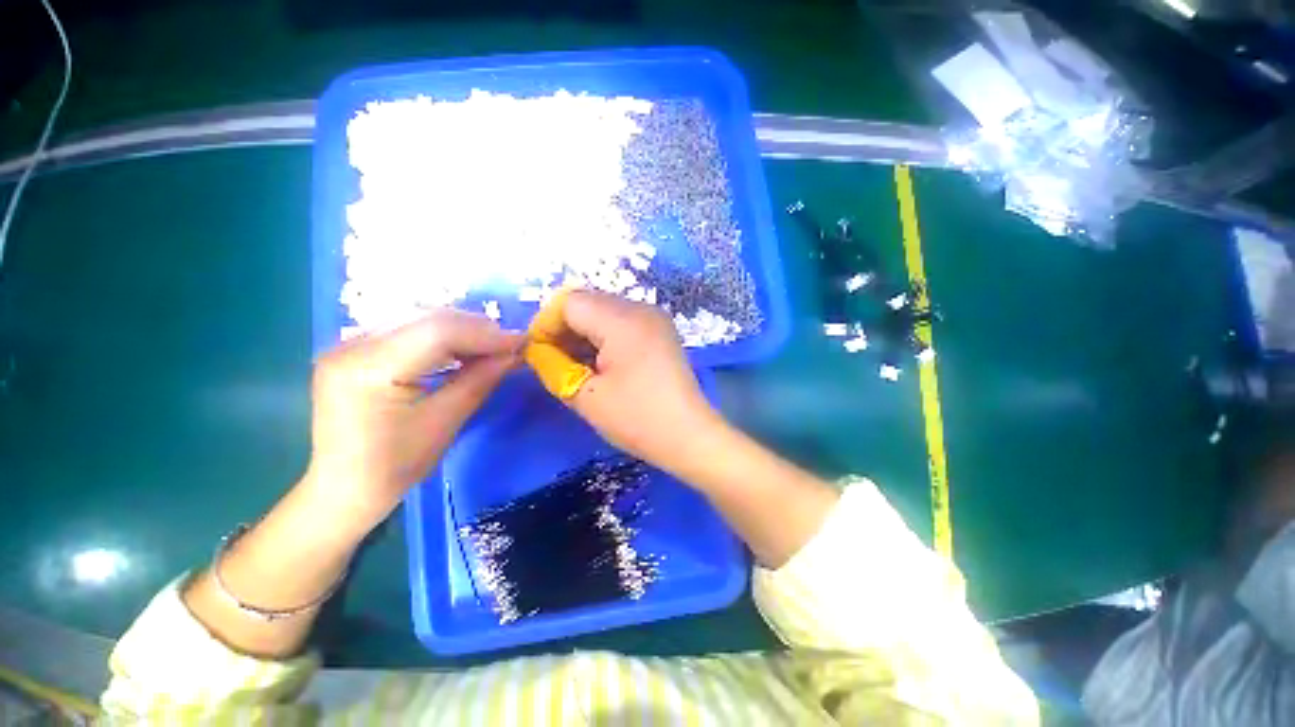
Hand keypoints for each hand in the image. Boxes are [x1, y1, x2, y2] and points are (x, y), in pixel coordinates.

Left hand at [306, 310, 521, 518]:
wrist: (342, 489)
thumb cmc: (394, 467)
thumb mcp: (444, 423)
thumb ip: (479, 380)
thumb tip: (514, 353)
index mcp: (368, 368)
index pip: (438, 331)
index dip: (485, 334)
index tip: (521, 341)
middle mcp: (352, 345)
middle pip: (429, 319)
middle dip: (477, 329)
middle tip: (511, 345)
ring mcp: (349, 344)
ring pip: (420, 319)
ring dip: (462, 330)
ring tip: (492, 347)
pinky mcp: (355, 350)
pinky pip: (409, 330)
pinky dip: (442, 337)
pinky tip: (462, 350)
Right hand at [531, 290, 724, 476]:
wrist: (689, 436)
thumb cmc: (637, 418)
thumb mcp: (585, 396)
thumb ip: (552, 366)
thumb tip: (537, 350)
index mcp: (622, 319)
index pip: (570, 302)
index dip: (547, 324)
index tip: (537, 353)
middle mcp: (641, 308)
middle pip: (588, 303)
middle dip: (564, 329)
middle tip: (554, 361)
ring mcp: (655, 318)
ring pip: (604, 312)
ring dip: (584, 334)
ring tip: (575, 366)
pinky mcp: (661, 332)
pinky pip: (623, 323)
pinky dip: (604, 338)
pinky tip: (600, 364)